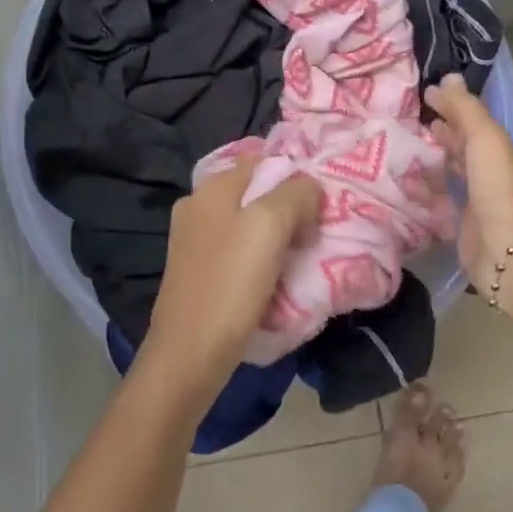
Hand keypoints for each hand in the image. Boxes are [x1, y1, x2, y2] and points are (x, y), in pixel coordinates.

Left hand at [142, 155, 320, 384]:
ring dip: (278, 237)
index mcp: (212, 188)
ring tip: (303, 256)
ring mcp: (195, 241)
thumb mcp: (269, 226)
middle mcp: (198, 207)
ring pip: (249, 225)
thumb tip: (310, 187)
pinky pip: (240, 252)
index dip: (295, 175)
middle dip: (289, 208)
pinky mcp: (199, 272)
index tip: (321, 202)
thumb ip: (295, 194)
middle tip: (317, 231)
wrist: (190, 352)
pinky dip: (262, 259)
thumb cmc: (230, 284)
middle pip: (256, 193)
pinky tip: (278, 278)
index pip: (262, 160)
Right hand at [424, 74, 512, 296]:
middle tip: (408, 122)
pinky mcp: (456, 229)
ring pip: (447, 176)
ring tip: (398, 153)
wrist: (504, 247)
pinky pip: (437, 205)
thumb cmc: (495, 186)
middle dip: (439, 135)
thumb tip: (447, 78)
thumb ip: (465, 109)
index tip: (423, 95)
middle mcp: (484, 175)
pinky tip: (402, 190)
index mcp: (494, 151)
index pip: (470, 123)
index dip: (451, 107)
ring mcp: (471, 203)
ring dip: (428, 164)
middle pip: (460, 149)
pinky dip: (422, 195)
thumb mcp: (483, 137)